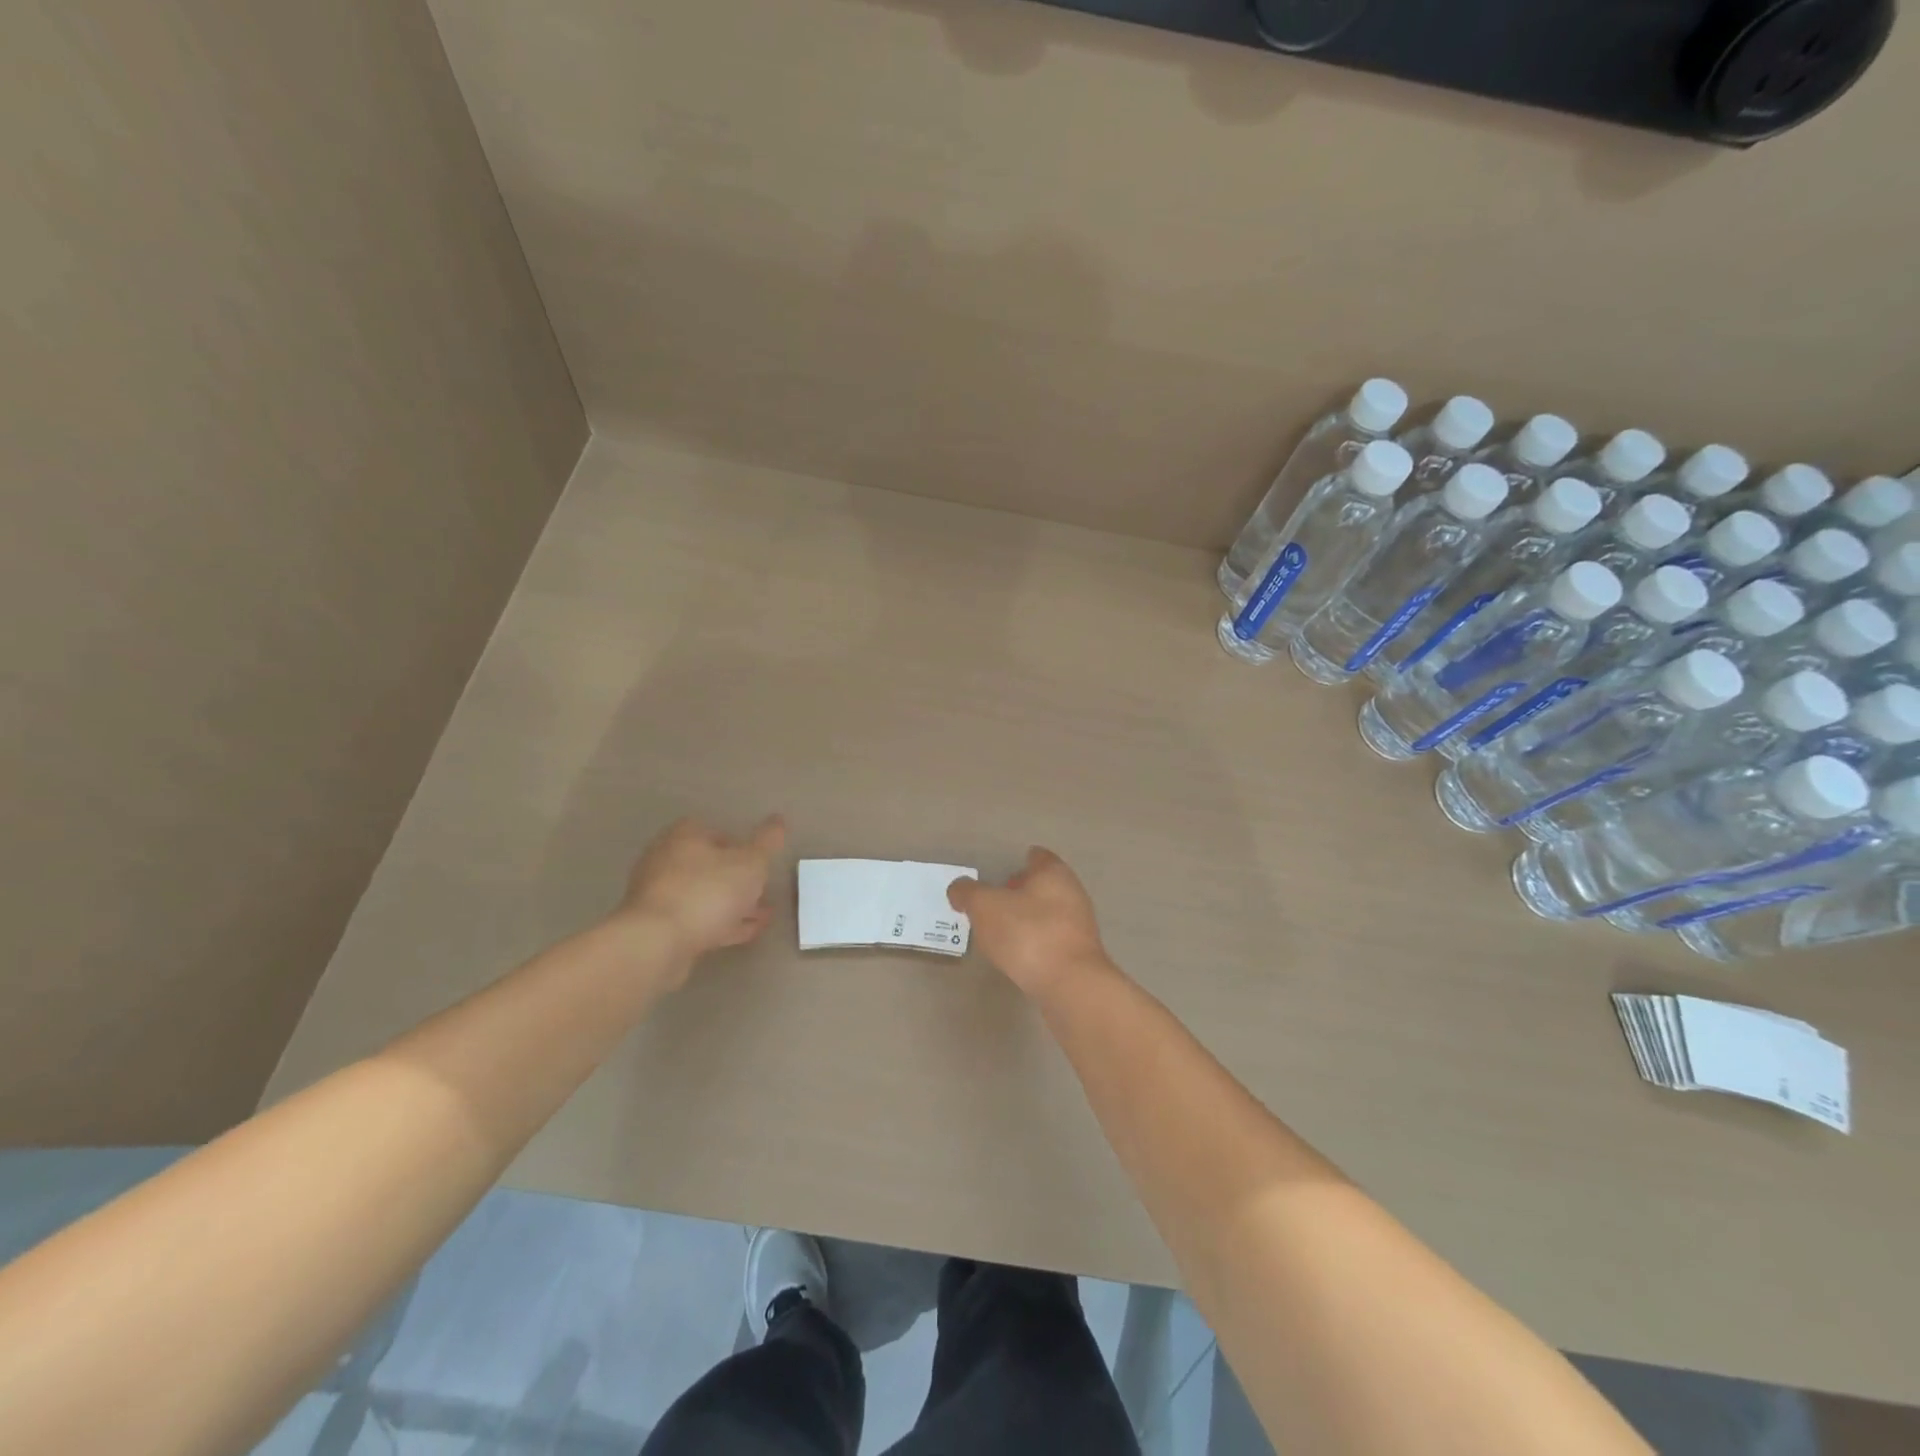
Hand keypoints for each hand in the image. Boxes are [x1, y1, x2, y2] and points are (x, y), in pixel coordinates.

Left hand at [616, 815, 785, 967]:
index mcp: (684, 837)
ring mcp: (659, 896)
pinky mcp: (657, 927)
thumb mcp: (750, 863)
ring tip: (762, 916)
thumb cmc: (707, 892)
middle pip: (707, 865)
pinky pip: (696, 920)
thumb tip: (778, 820)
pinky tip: (745, 933)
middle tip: (762, 890)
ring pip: (703, 895)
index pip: (713, 830)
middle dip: (736, 878)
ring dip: (731, 904)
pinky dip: (721, 924)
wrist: (657, 943)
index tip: (758, 861)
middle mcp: (665, 860)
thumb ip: (767, 842)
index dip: (738, 844)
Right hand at [948, 848, 1111, 999]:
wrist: (1070, 985)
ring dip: (1028, 919)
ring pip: (1049, 913)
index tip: (1001, 874)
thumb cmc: (1027, 933)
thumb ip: (968, 892)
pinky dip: (1036, 942)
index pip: (1037, 857)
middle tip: (995, 902)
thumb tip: (958, 889)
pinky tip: (1019, 955)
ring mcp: (1080, 926)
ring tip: (1001, 931)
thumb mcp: (984, 906)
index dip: (1019, 862)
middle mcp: (1072, 893)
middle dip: (1022, 891)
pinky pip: (1053, 939)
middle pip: (1044, 885)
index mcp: (1053, 873)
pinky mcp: (1080, 955)